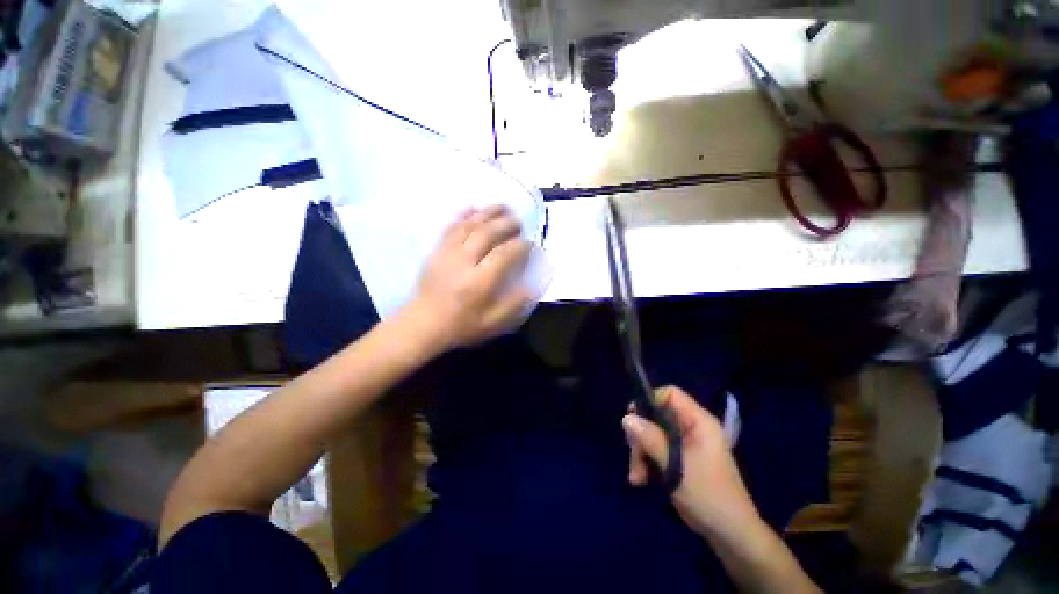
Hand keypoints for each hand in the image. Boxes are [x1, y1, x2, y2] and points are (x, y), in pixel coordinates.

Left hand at [400, 205, 533, 351]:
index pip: (503, 255)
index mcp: (479, 282)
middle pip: (487, 233)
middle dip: (506, 224)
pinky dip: (463, 214)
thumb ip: (513, 304)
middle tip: (519, 221)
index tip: (530, 244)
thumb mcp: (492, 323)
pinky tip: (473, 207)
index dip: (520, 246)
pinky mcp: (437, 250)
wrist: (423, 324)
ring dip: (487, 213)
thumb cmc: (461, 325)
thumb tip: (531, 286)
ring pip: (469, 225)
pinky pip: (451, 227)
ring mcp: (447, 253)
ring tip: (502, 207)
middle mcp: (464, 262)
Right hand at [623, 387, 759, 538]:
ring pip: (653, 434)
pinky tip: (641, 479)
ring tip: (636, 476)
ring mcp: (686, 444)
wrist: (730, 535)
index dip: (650, 400)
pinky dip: (646, 462)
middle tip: (634, 455)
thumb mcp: (676, 466)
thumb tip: (626, 418)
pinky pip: (657, 450)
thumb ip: (651, 439)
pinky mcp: (680, 459)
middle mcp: (692, 428)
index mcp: (698, 422)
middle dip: (641, 435)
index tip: (633, 418)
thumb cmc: (708, 496)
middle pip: (657, 416)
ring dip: (641, 452)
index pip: (670, 394)